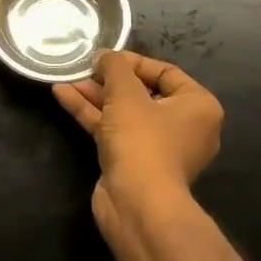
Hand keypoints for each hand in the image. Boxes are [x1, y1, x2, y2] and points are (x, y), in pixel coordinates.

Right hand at [53, 52, 222, 234]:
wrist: (137, 204)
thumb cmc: (142, 140)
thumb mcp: (126, 93)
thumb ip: (114, 67)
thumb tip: (105, 56)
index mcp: (197, 106)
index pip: (165, 72)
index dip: (133, 61)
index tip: (104, 58)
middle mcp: (183, 126)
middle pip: (142, 93)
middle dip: (108, 80)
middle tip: (83, 69)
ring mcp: (157, 147)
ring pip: (123, 113)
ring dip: (95, 96)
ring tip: (66, 79)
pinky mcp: (133, 162)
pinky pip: (113, 130)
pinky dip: (91, 114)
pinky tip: (63, 95)